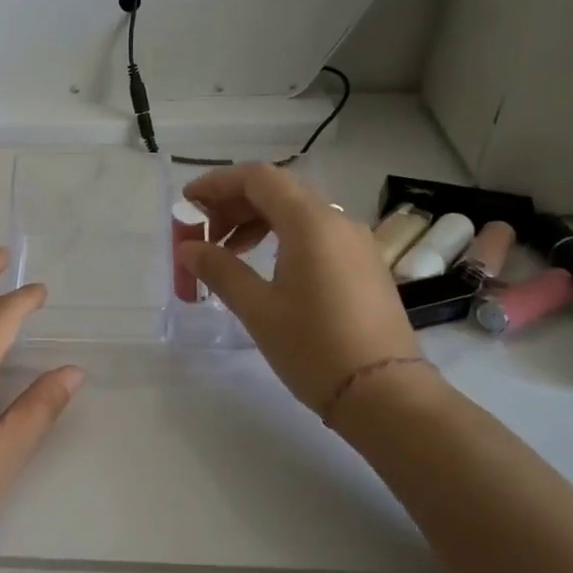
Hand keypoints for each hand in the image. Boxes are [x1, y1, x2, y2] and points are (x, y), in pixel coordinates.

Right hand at [177, 164, 423, 414]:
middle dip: (235, 204)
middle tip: (203, 234)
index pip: (258, 178)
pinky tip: (266, 268)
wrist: (385, 394)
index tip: (188, 201)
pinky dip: (283, 237)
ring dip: (258, 221)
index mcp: (310, 223)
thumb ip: (219, 270)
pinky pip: (317, 233)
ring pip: (298, 211)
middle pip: (278, 190)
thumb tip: (187, 249)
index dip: (218, 182)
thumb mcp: (257, 309)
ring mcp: (356, 242)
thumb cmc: (314, 347)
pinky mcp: (364, 264)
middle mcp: (337, 220)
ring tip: (229, 253)